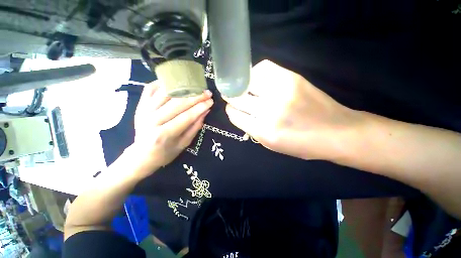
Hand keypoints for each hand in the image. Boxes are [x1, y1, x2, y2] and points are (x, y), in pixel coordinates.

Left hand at [129, 82, 212, 177]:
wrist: (141, 155)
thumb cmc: (165, 152)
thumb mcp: (184, 144)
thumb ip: (195, 127)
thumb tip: (205, 111)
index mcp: (164, 134)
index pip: (186, 116)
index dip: (200, 108)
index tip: (211, 101)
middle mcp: (152, 120)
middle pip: (177, 103)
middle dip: (195, 96)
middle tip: (207, 92)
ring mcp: (144, 110)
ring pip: (166, 93)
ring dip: (183, 87)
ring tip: (195, 86)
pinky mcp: (139, 105)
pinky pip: (150, 88)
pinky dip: (163, 83)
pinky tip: (175, 81)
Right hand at [225, 60, 360, 160]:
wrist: (337, 132)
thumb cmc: (301, 144)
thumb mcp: (271, 145)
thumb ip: (252, 128)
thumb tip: (238, 112)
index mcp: (263, 131)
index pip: (235, 115)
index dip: (230, 110)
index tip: (231, 108)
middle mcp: (269, 111)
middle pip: (238, 97)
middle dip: (231, 96)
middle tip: (231, 95)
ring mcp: (280, 91)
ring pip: (247, 81)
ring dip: (242, 84)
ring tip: (244, 87)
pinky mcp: (291, 77)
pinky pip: (263, 68)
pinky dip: (256, 73)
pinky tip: (257, 79)